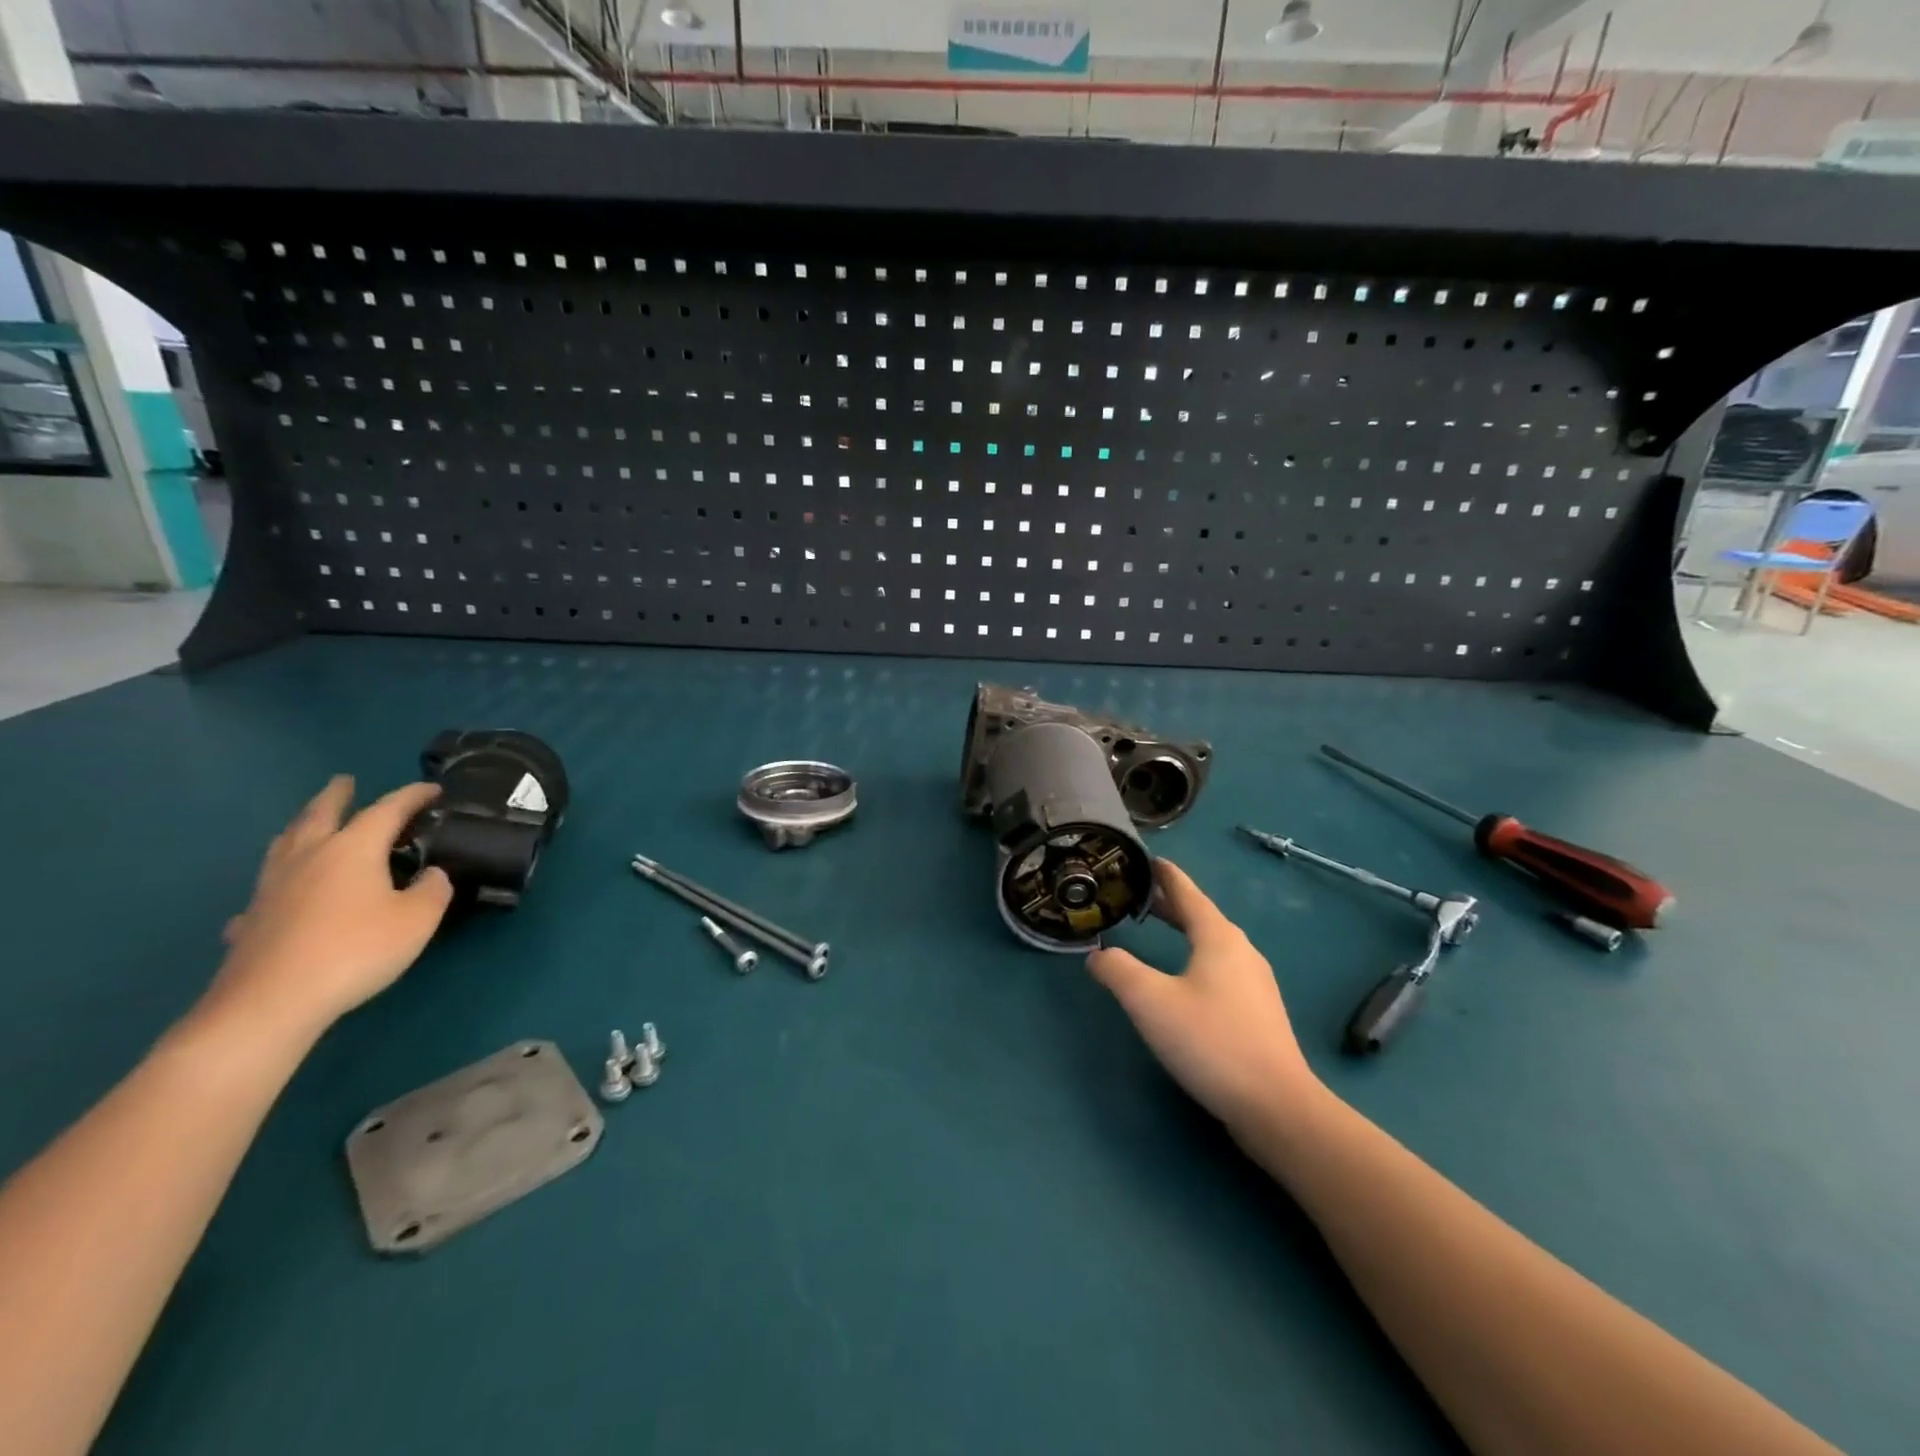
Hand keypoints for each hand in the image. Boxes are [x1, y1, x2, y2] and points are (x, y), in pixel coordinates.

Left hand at [200, 776, 453, 1046]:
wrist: (272, 1002)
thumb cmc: (356, 950)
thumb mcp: (418, 919)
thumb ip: (433, 890)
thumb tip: (432, 874)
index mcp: (352, 849)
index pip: (387, 810)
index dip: (412, 796)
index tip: (432, 789)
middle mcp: (309, 858)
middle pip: (320, 815)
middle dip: (336, 796)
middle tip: (344, 781)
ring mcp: (273, 889)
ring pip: (285, 845)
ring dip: (301, 827)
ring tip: (308, 823)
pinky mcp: (251, 921)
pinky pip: (266, 891)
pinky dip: (278, 885)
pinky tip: (279, 899)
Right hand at [1087, 859, 1319, 1132]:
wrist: (1275, 1106)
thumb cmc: (1210, 1041)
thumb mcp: (1149, 1001)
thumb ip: (1117, 970)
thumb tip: (1098, 954)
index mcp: (1219, 938)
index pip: (1187, 893)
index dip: (1166, 875)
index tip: (1148, 860)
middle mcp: (1241, 952)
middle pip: (1201, 916)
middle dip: (1170, 903)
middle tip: (1139, 895)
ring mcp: (1255, 983)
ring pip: (1213, 943)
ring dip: (1184, 930)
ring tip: (1157, 929)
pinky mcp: (1259, 1013)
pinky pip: (1221, 968)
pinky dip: (1196, 957)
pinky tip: (1185, 978)